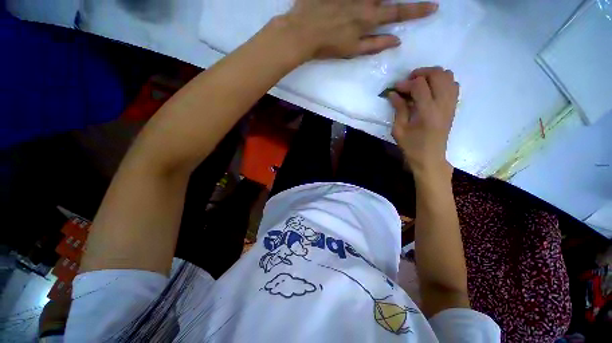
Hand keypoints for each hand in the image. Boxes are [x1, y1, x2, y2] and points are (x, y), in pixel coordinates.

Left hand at [279, 0, 437, 59]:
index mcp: (368, 18)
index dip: (417, 10)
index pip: (398, 12)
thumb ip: (375, 45)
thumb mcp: (352, 51)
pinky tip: (358, 5)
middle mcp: (364, 0)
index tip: (434, 6)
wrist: (302, 32)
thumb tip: (397, 40)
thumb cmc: (327, 46)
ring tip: (381, 7)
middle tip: (414, 5)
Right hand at [389, 67, 458, 177]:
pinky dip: (442, 81)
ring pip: (448, 76)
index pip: (420, 86)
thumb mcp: (399, 130)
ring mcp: (451, 104)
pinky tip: (430, 90)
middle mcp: (443, 104)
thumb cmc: (412, 146)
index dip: (406, 83)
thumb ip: (398, 109)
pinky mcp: (453, 106)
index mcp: (428, 112)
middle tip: (408, 81)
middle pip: (438, 74)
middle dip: (421, 73)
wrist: (430, 158)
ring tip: (419, 84)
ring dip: (432, 75)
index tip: (396, 88)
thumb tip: (393, 93)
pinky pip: (453, 85)